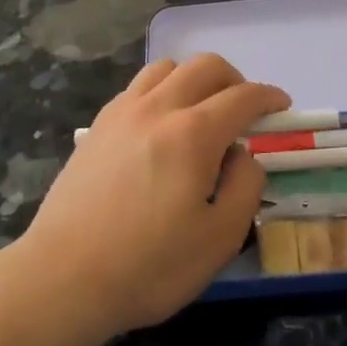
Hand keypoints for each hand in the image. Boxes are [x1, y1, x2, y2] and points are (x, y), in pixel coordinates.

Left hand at [16, 54, 287, 337]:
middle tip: (244, 112)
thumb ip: (245, 186)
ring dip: (194, 80)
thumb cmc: (149, 266)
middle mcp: (157, 109)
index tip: (282, 107)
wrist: (64, 279)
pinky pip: (137, 88)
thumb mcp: (220, 238)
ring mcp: (121, 113)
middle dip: (235, 80)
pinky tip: (161, 127)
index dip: (269, 97)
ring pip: (166, 68)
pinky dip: (161, 92)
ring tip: (200, 114)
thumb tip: (243, 154)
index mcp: (193, 134)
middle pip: (204, 66)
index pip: (242, 96)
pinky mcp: (97, 127)